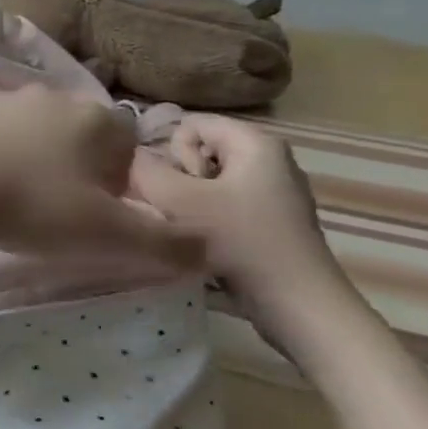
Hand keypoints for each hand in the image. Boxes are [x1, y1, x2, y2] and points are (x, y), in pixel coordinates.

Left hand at [0, 87, 202, 268]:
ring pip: (24, 126)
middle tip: (48, 208)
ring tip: (3, 196)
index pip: (125, 145)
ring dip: (23, 154)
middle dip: (71, 166)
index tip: (94, 213)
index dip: (117, 182)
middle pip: (75, 133)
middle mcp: (47, 96)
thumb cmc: (29, 206)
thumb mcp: (105, 235)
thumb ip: (164, 243)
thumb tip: (205, 247)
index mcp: (93, 120)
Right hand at [131, 114, 337, 302]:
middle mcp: (269, 159)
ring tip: (192, 232)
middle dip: (180, 179)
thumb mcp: (179, 201)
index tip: (181, 188)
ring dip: (190, 204)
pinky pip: (225, 204)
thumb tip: (129, 158)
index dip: (171, 152)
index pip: (190, 124)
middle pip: (199, 151)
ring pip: (208, 181)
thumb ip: (145, 172)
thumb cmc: (241, 241)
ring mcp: (274, 191)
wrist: (298, 304)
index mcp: (255, 142)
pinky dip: (209, 221)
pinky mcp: (273, 221)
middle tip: (185, 212)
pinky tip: (209, 245)